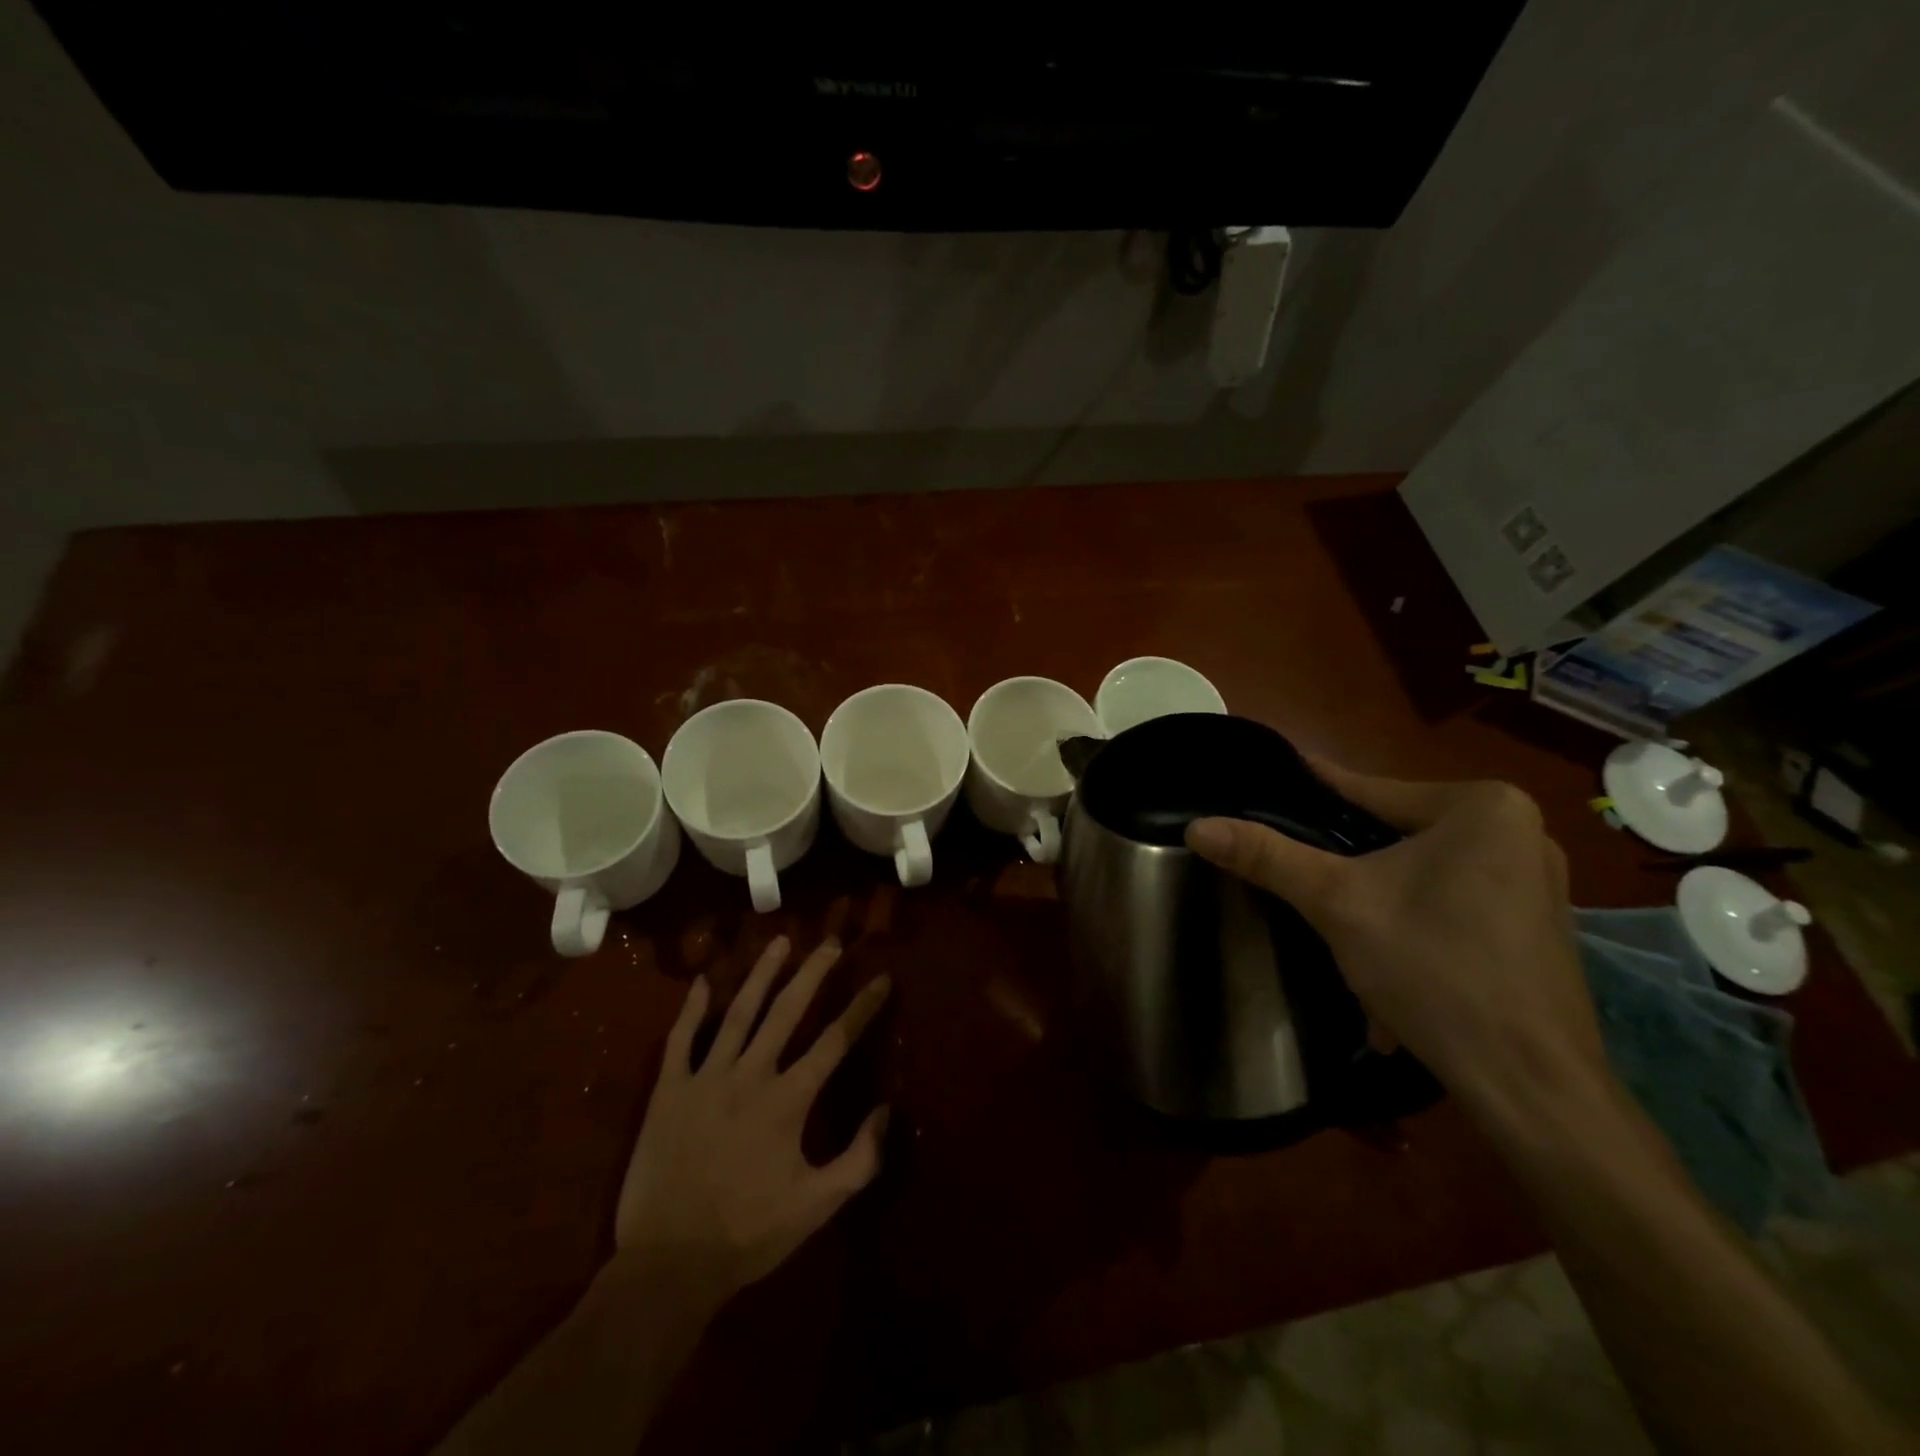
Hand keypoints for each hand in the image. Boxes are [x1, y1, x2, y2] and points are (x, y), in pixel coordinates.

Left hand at [613, 935, 891, 1302]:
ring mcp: (705, 1079)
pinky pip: (680, 1040)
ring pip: (737, 1013)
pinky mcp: (668, 1092)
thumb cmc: (748, 1235)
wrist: (668, 1266)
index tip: (882, 979)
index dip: (862, 1008)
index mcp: (788, 1100)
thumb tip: (886, 1111)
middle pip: (787, 1011)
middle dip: (813, 973)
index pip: (835, 1041)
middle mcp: (750, 1076)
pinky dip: (690, 1009)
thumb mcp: (817, 1206)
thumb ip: (859, 1159)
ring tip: (780, 942)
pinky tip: (700, 982)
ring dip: (761, 975)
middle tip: (831, 943)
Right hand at [1185, 763, 1603, 1123]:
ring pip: (1421, 872)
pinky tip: (1386, 959)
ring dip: (1376, 897)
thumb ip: (1267, 857)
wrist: (1531, 1084)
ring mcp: (1536, 880)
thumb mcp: (1337, 903)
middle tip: (1291, 867)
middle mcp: (1519, 830)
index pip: (1367, 790)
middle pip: (1394, 833)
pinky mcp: (1536, 924)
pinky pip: (1451, 902)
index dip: (1309, 791)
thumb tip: (1196, 826)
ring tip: (1332, 918)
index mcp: (1482, 807)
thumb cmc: (1435, 969)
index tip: (1265, 781)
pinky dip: (1412, 922)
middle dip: (1345, 862)